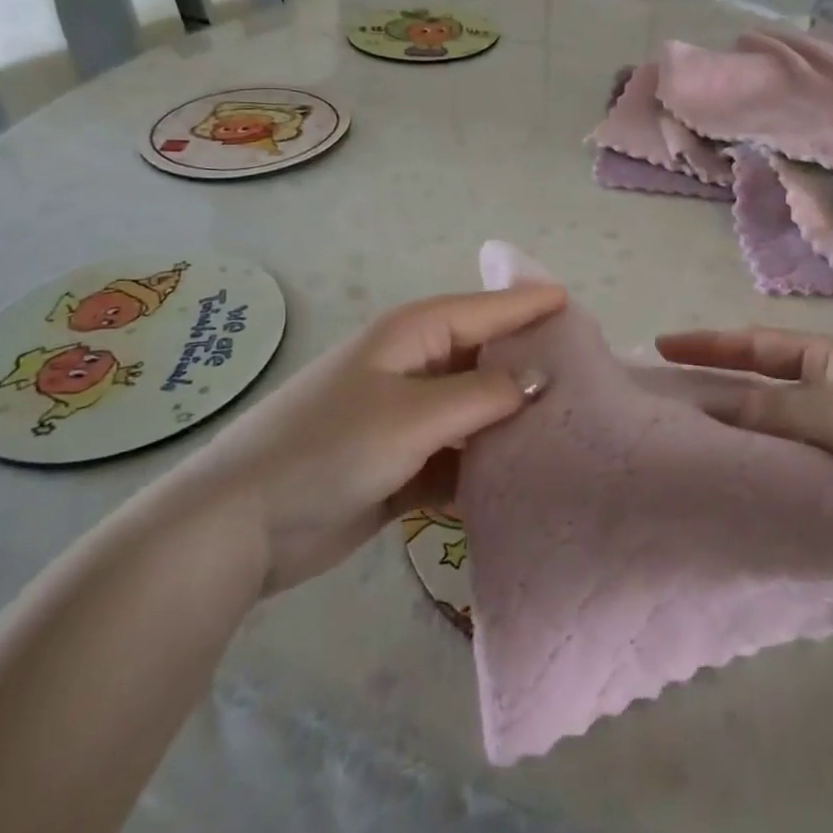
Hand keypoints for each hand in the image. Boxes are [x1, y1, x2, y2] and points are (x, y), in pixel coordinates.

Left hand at [180, 285, 563, 595]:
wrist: (242, 525)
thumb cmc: (330, 448)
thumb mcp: (413, 415)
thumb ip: (483, 394)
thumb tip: (541, 376)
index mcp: (413, 334)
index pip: (487, 310)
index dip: (531, 307)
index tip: (579, 308)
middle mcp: (414, 366)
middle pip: (484, 358)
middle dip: (529, 367)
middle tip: (590, 378)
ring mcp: (407, 416)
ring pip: (474, 410)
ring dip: (510, 422)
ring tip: (570, 431)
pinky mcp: (401, 464)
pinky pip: (457, 456)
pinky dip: (484, 466)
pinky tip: (522, 481)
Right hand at [656, 327, 832, 575]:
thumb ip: (770, 410)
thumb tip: (704, 406)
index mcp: (828, 361)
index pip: (755, 346)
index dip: (708, 346)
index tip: (659, 348)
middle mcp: (828, 400)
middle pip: (759, 398)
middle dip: (715, 405)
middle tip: (659, 419)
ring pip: (775, 449)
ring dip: (741, 458)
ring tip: (684, 469)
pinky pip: (799, 493)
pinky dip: (772, 499)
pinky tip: (734, 512)